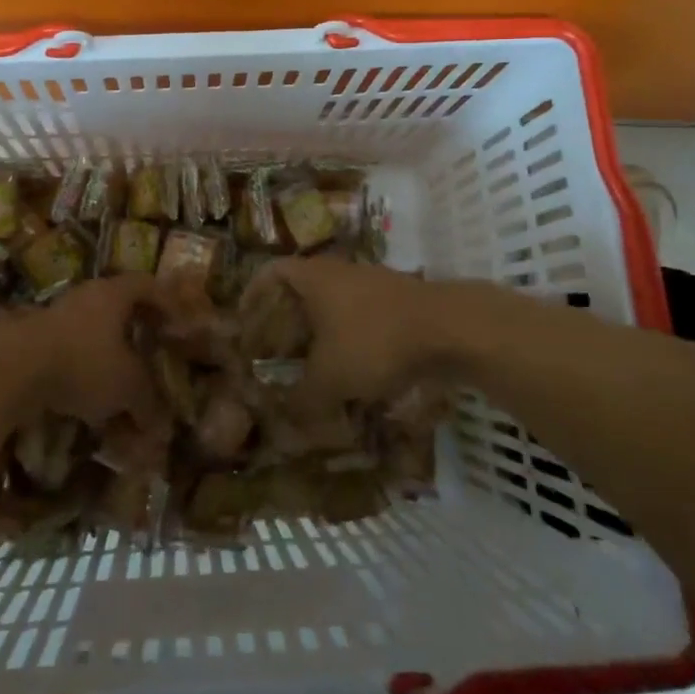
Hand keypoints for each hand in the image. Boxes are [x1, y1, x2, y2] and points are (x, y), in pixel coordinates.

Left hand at [0, 275, 160, 426]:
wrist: (13, 369)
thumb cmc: (84, 363)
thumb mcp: (127, 386)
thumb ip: (148, 402)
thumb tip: (161, 427)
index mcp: (114, 294)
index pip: (146, 285)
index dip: (165, 302)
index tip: (177, 322)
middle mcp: (86, 297)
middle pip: (118, 306)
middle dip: (136, 330)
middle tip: (150, 350)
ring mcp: (56, 315)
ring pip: (92, 331)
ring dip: (108, 354)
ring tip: (119, 385)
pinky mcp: (34, 338)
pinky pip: (69, 350)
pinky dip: (83, 370)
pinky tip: (87, 398)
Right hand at [243, 257, 436, 412]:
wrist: (450, 327)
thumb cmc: (375, 341)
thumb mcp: (330, 378)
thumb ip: (301, 399)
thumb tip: (282, 421)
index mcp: (313, 277)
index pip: (270, 271)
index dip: (252, 293)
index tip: (244, 320)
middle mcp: (339, 272)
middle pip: (302, 290)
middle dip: (287, 321)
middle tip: (277, 352)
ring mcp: (373, 283)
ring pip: (335, 306)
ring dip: (321, 334)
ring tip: (315, 368)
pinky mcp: (400, 302)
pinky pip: (363, 318)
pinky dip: (352, 341)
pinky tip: (357, 374)